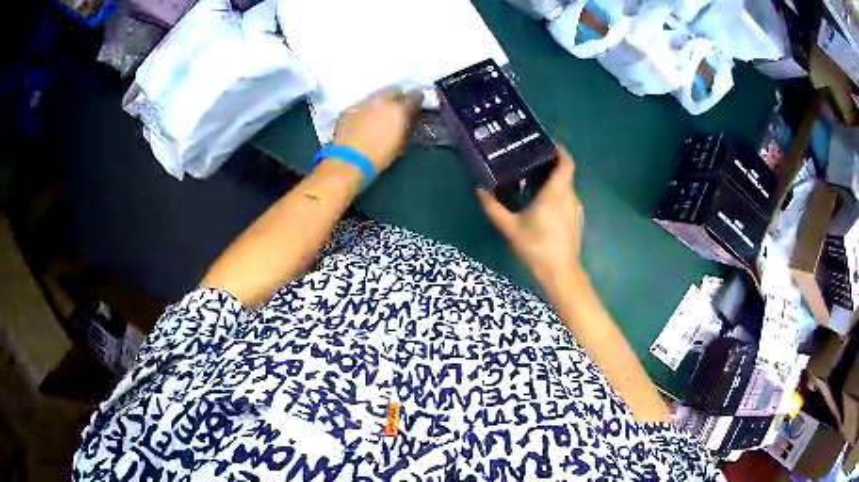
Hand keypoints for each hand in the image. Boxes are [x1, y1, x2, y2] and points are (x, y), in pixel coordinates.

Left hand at [332, 88, 423, 172]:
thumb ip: (405, 127)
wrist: (349, 160)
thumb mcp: (400, 143)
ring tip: (381, 111)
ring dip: (382, 101)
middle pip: (394, 90)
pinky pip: (364, 104)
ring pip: (377, 95)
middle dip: (398, 96)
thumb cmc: (379, 156)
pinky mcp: (351, 109)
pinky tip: (366, 118)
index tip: (416, 105)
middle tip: (398, 106)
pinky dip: (368, 108)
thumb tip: (407, 121)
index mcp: (399, 110)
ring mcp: (365, 103)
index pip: (414, 96)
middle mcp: (383, 101)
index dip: (417, 100)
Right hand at [477, 147, 583, 285]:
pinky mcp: (576, 220)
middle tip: (529, 164)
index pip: (566, 162)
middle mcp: (570, 196)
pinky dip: (557, 196)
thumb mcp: (509, 227)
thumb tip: (480, 190)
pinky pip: (567, 200)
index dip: (560, 151)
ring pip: (566, 187)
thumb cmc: (536, 246)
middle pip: (564, 173)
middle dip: (550, 166)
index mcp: (556, 191)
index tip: (547, 145)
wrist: (559, 272)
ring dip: (553, 182)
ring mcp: (576, 209)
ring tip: (533, 183)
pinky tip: (543, 206)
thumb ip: (493, 207)